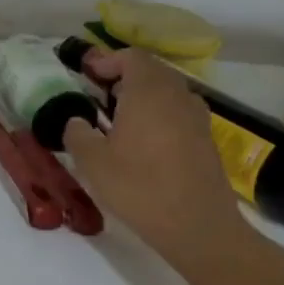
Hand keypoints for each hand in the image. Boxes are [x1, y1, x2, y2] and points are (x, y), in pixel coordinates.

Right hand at [62, 50, 250, 263]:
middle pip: (151, 71)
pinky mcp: (206, 140)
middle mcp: (177, 95)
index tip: (87, 73)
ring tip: (119, 117)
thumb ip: (77, 134)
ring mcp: (197, 117)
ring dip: (143, 96)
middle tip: (99, 93)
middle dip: (124, 75)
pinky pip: (178, 113)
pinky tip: (143, 141)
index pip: (130, 57)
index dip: (107, 60)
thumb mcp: (92, 162)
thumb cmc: (139, 187)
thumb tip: (76, 121)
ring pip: (167, 91)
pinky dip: (159, 115)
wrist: (198, 227)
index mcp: (148, 91)